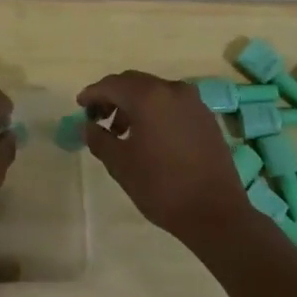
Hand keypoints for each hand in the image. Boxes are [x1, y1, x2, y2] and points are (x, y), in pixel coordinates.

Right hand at [79, 71, 252, 243]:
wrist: (216, 213)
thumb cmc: (162, 187)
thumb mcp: (120, 164)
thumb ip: (99, 139)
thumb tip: (87, 126)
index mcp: (149, 96)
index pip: (112, 85)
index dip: (92, 94)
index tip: (80, 106)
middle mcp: (172, 90)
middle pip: (134, 83)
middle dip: (113, 96)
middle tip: (98, 117)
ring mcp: (193, 102)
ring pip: (155, 92)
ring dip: (134, 104)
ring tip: (122, 132)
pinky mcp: (206, 117)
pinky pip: (172, 104)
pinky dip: (155, 111)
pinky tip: (149, 136)